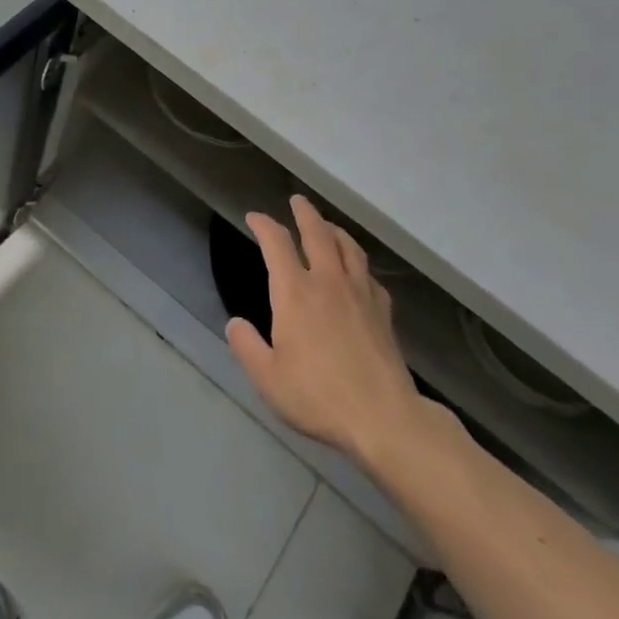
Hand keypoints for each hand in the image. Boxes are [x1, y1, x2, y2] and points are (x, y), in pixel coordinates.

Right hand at [226, 196, 430, 465]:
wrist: (383, 418)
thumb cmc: (318, 396)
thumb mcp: (268, 378)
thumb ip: (247, 347)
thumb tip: (235, 323)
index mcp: (295, 292)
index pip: (277, 243)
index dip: (264, 225)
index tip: (254, 217)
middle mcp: (328, 282)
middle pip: (317, 233)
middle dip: (305, 213)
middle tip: (297, 200)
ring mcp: (360, 294)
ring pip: (348, 248)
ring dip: (334, 230)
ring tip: (328, 226)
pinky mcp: (383, 312)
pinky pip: (370, 275)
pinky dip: (359, 264)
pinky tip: (359, 272)